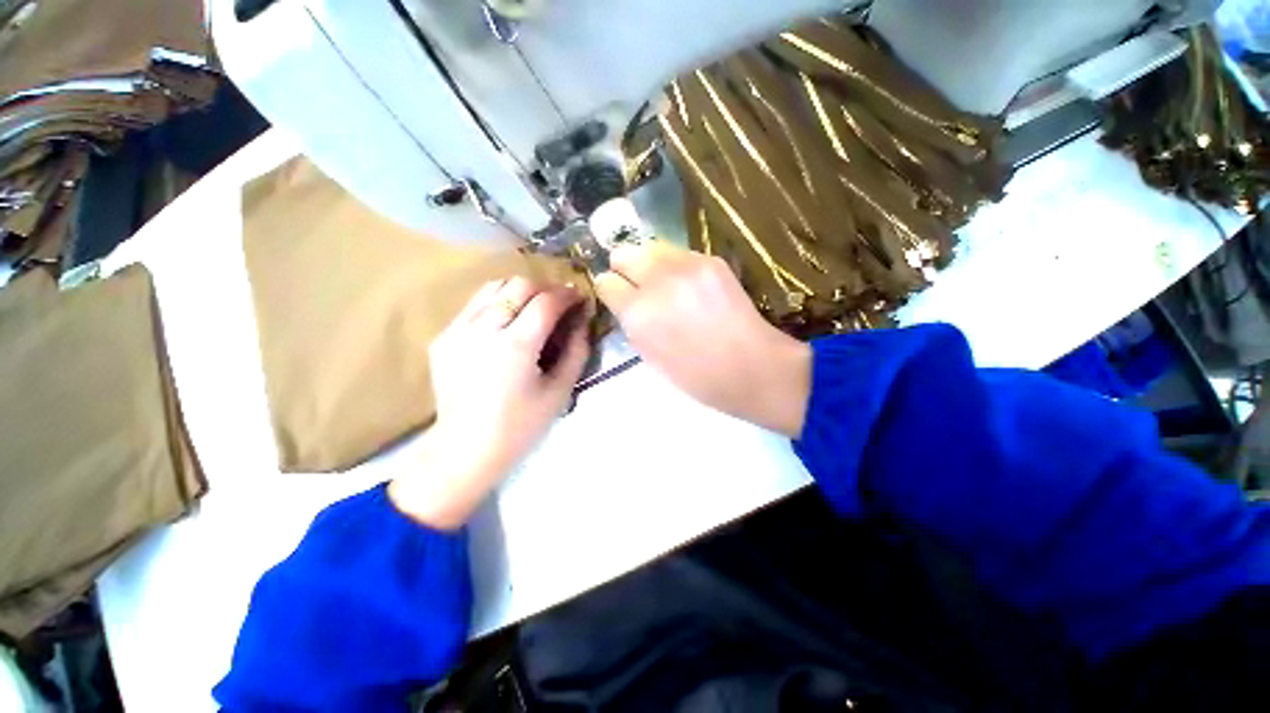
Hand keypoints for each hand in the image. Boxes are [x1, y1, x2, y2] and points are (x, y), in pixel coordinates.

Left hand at [390, 277, 589, 529]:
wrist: (466, 449)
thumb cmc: (521, 426)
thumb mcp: (560, 390)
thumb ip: (577, 350)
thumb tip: (582, 320)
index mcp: (516, 346)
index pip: (546, 301)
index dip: (567, 294)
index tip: (579, 297)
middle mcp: (483, 329)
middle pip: (517, 285)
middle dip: (544, 288)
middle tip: (558, 304)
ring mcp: (457, 331)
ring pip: (492, 287)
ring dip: (518, 291)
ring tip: (532, 309)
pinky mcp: (443, 338)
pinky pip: (474, 306)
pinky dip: (496, 305)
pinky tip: (505, 325)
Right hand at [595, 241, 810, 437]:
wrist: (751, 367)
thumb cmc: (696, 376)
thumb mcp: (650, 356)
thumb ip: (631, 323)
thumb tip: (624, 301)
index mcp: (638, 313)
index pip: (606, 282)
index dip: (610, 290)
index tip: (618, 297)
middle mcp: (658, 281)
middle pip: (623, 252)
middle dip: (625, 269)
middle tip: (638, 286)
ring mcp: (687, 266)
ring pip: (651, 247)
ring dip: (651, 264)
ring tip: (666, 285)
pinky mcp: (711, 260)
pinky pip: (680, 254)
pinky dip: (678, 267)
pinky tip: (692, 287)